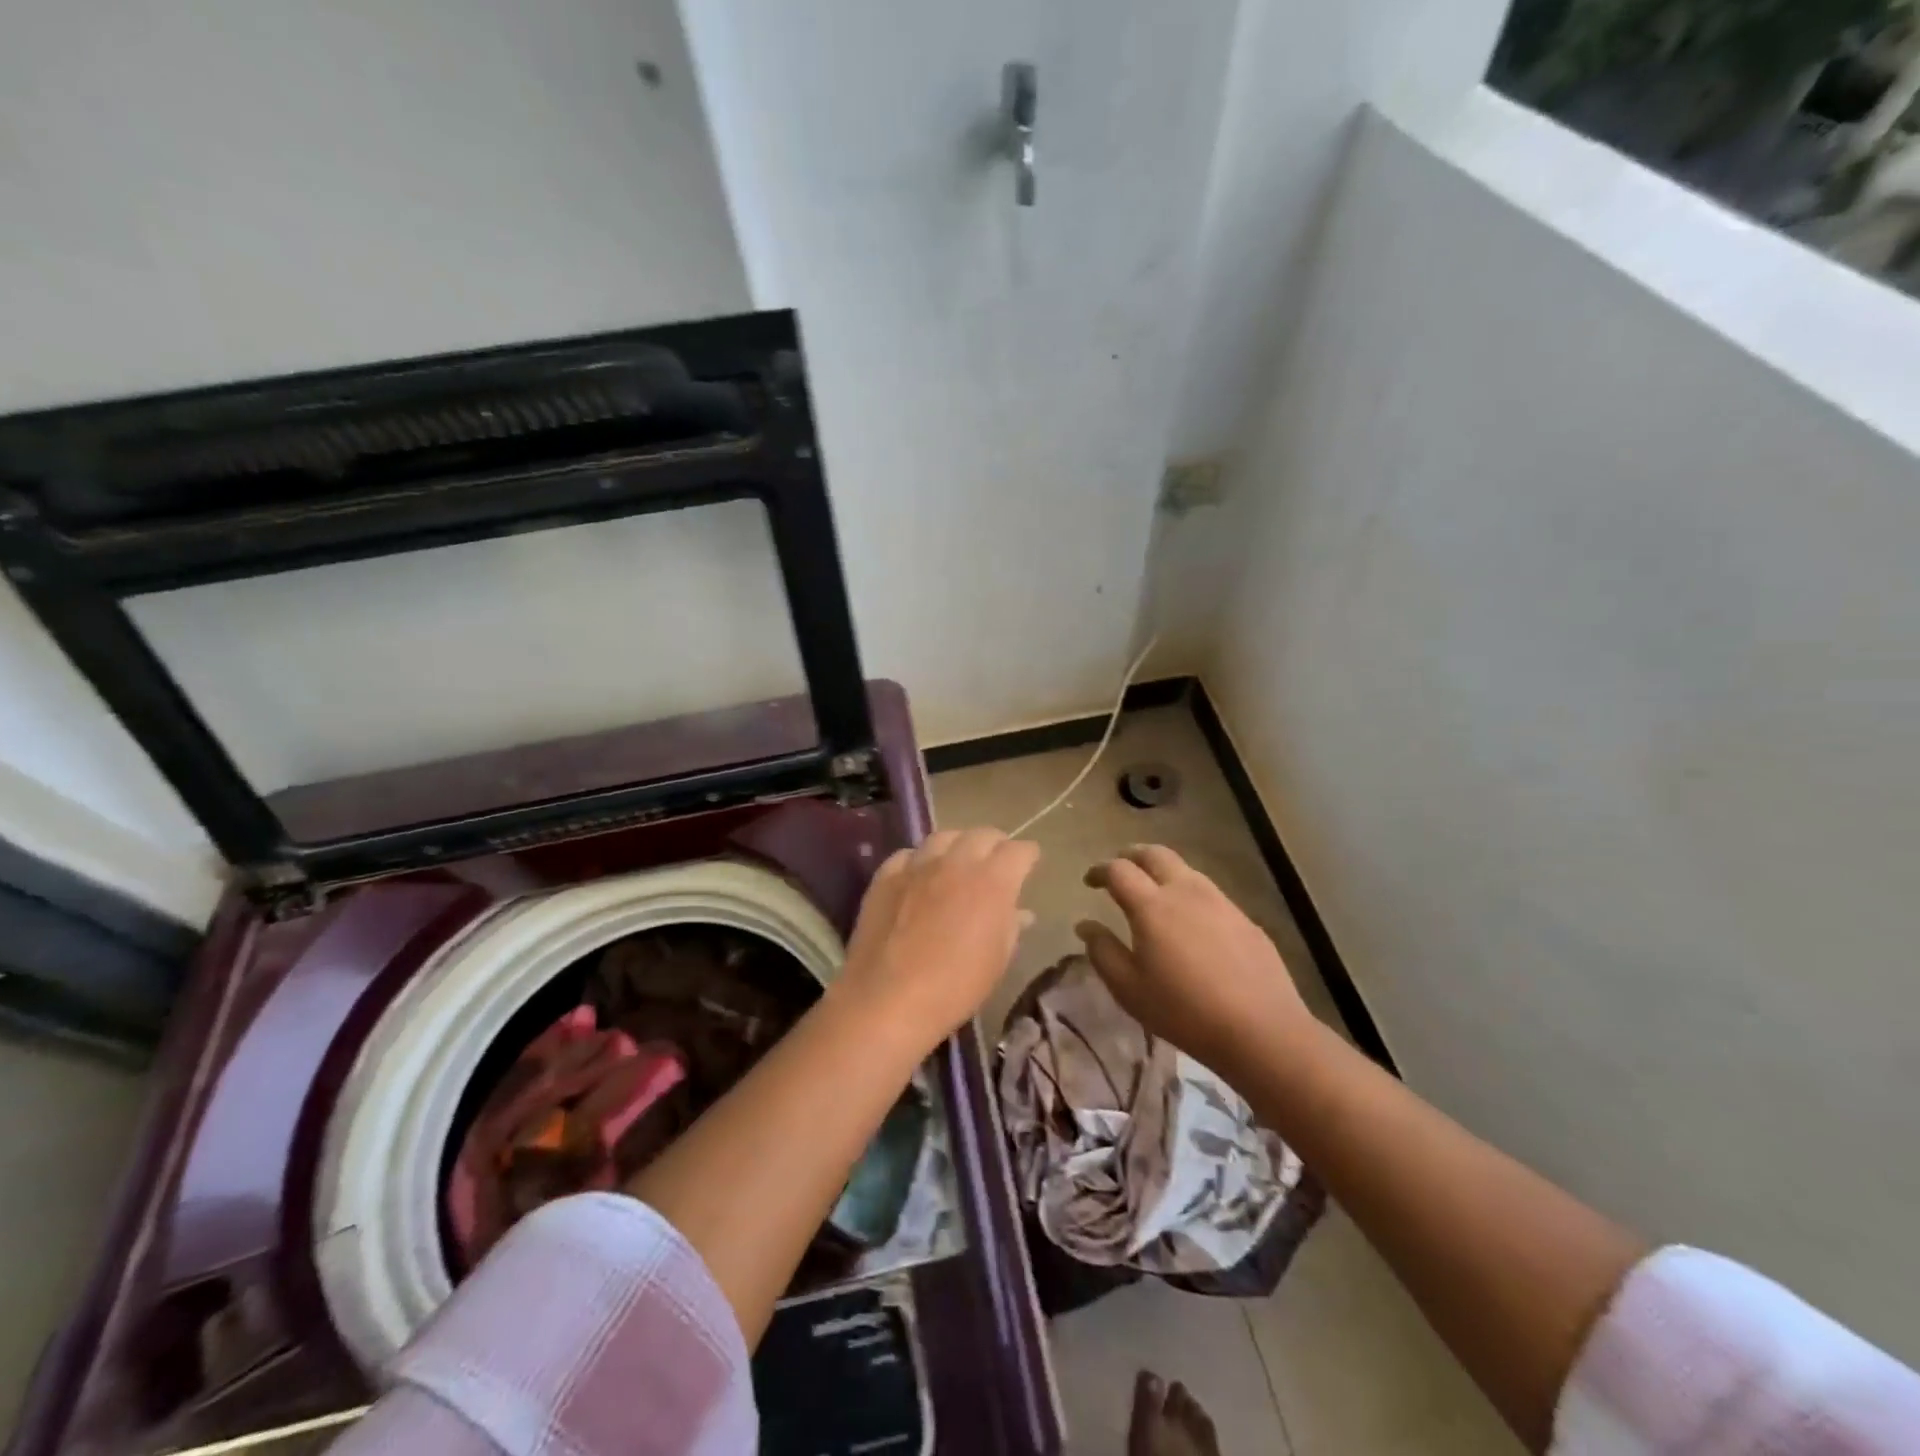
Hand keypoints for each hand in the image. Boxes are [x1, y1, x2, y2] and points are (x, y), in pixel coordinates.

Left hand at [835, 828, 1039, 1052]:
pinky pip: (908, 855)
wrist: (889, 998)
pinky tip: (920, 876)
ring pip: (944, 837)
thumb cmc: (955, 987)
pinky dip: (920, 861)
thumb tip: (1020, 912)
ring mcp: (918, 865)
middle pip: (982, 834)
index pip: (1019, 851)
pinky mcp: (886, 876)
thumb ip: (1010, 927)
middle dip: (995, 845)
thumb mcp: (997, 961)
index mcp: (993, 881)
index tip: (1029, 865)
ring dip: (957, 845)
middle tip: (996, 862)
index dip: (1027, 856)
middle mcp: (957, 862)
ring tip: (958, 861)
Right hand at [1076, 845, 1314, 1074]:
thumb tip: (1086, 925)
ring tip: (1153, 890)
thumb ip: (1103, 951)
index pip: (1119, 870)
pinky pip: (1209, 892)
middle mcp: (1185, 891)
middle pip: (1155, 854)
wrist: (1262, 1030)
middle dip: (1132, 855)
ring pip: (1185, 869)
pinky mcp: (1245, 918)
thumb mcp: (1129, 989)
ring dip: (1162, 870)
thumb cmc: (1184, 1011)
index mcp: (1152, 905)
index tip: (1090, 881)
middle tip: (1119, 868)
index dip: (1100, 870)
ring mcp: (1220, 901)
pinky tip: (1190, 919)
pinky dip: (1189, 892)